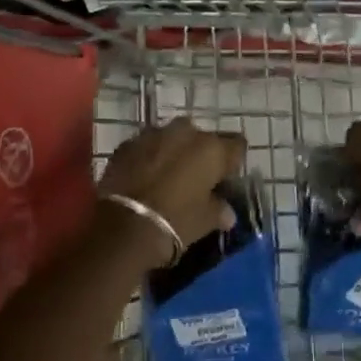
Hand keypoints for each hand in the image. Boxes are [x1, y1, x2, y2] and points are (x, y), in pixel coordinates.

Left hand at [98, 117, 246, 261]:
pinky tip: (144, 177)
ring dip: (173, 152)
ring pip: (172, 138)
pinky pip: (146, 146)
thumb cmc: (176, 222)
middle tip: (196, 178)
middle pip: (202, 138)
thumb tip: (227, 212)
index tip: (227, 178)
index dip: (233, 162)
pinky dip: (149, 158)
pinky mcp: (127, 144)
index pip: (237, 145)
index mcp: (212, 149)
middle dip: (201, 154)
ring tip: (168, 176)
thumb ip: (220, 210)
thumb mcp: (205, 221)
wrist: (123, 227)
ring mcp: (154, 134)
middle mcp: (186, 132)